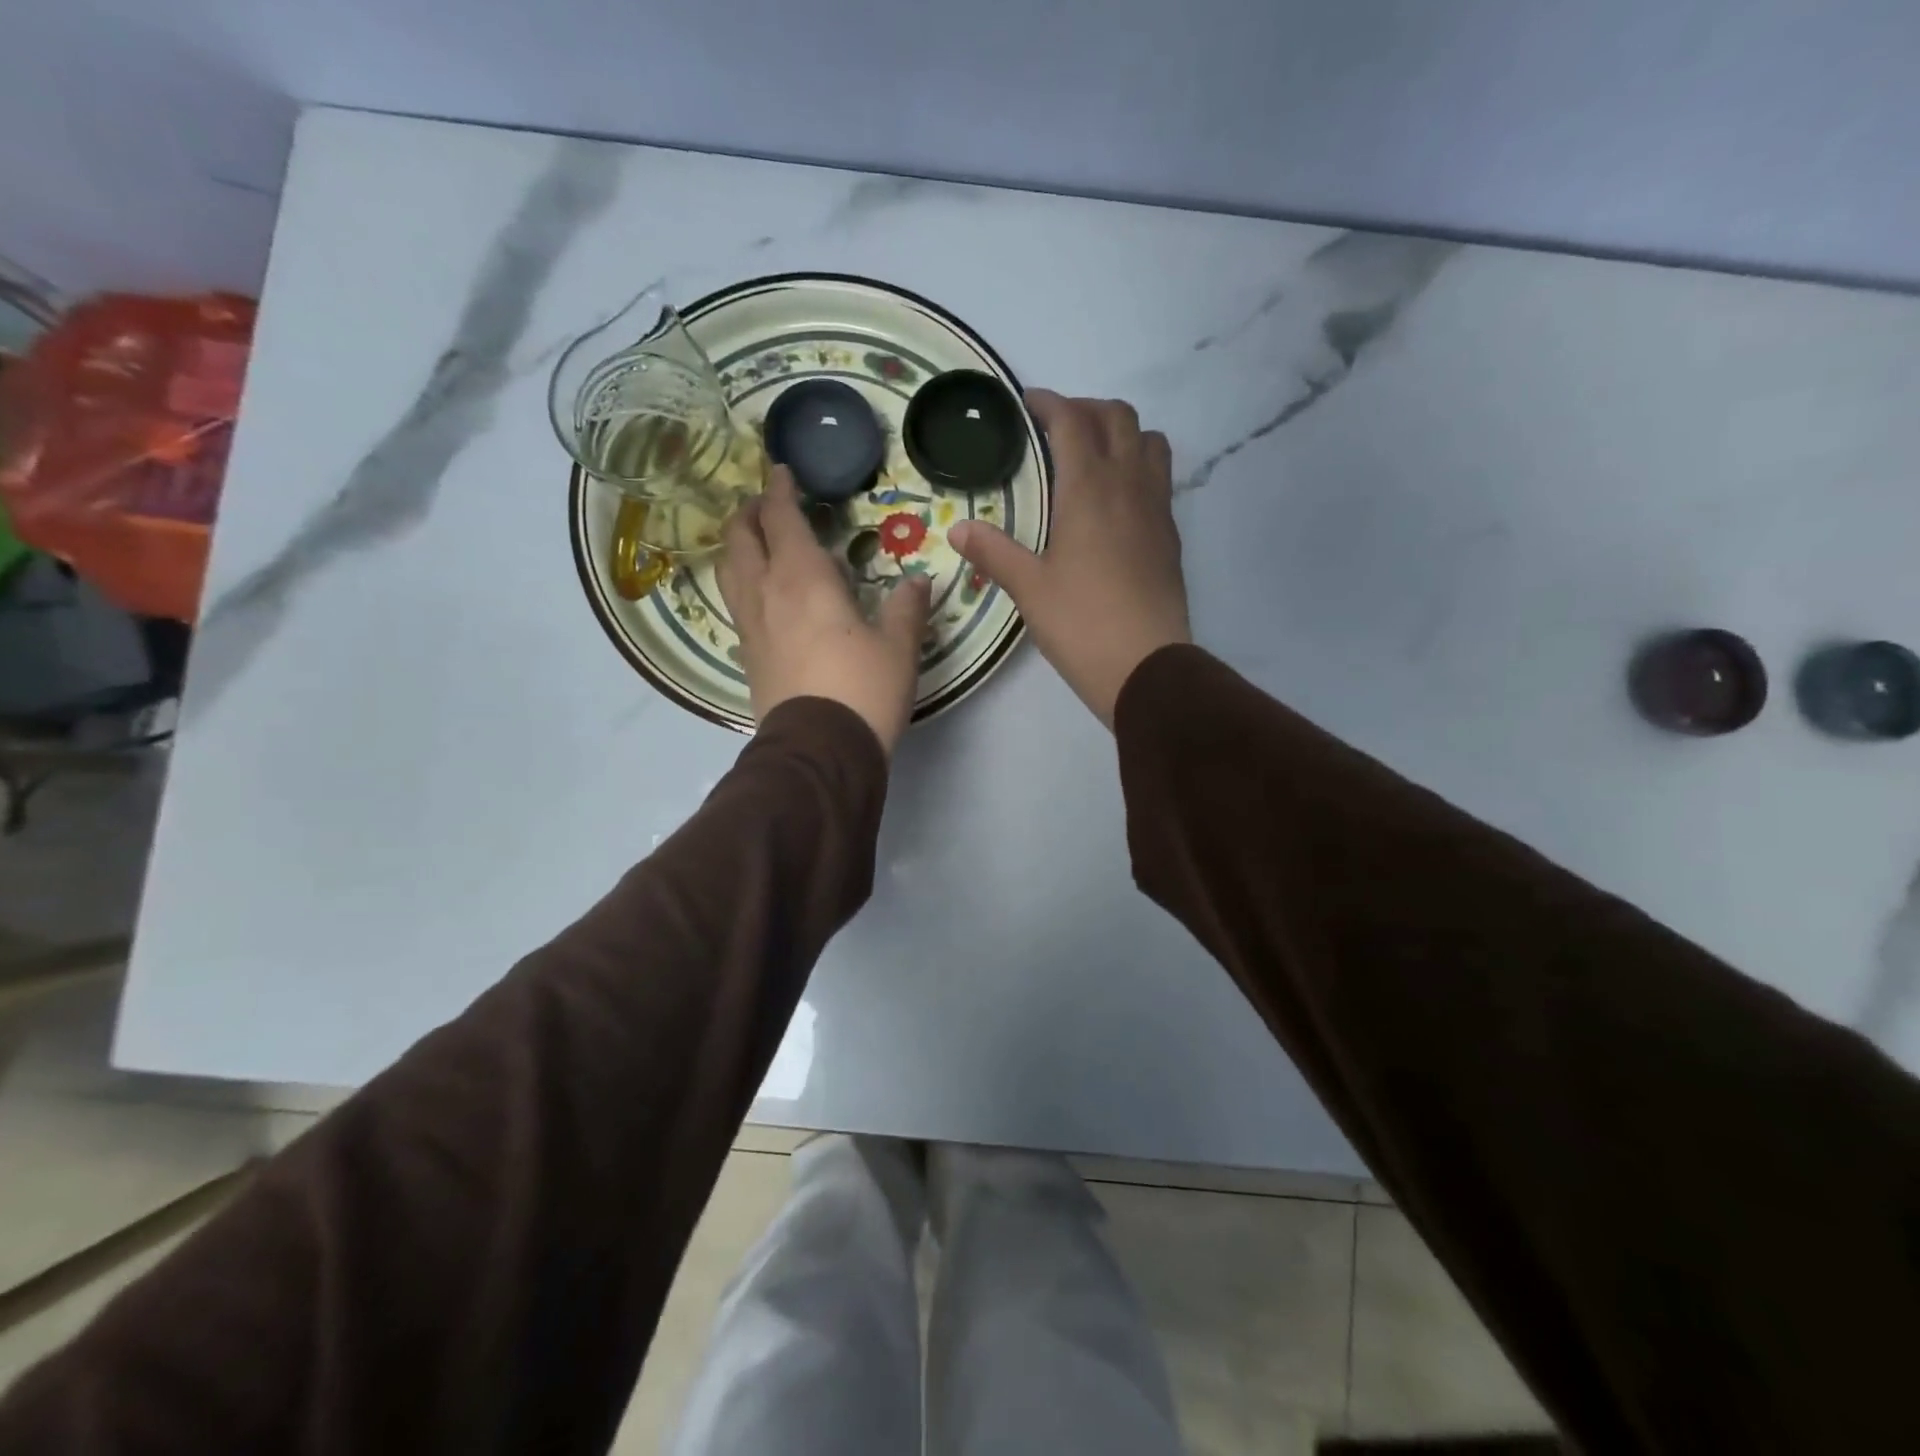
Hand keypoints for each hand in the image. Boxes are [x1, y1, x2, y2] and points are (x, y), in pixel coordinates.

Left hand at [718, 466, 931, 755]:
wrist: (821, 751)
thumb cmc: (864, 689)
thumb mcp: (898, 647)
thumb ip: (907, 608)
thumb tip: (920, 581)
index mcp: (803, 579)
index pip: (782, 519)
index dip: (779, 490)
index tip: (780, 471)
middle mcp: (766, 594)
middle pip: (741, 539)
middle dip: (750, 513)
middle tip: (766, 504)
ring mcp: (750, 627)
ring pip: (730, 571)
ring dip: (738, 547)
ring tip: (754, 542)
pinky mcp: (747, 658)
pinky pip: (737, 606)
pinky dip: (742, 585)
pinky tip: (759, 597)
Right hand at [949, 391, 1189, 727]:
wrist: (1146, 667)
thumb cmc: (1081, 624)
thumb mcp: (1029, 588)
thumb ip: (993, 552)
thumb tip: (958, 529)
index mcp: (1090, 489)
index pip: (1072, 421)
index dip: (1048, 403)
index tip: (1026, 405)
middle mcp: (1129, 485)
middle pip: (1118, 418)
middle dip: (1086, 410)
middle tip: (1055, 429)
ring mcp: (1157, 508)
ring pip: (1149, 441)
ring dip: (1121, 433)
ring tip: (1092, 456)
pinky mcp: (1170, 535)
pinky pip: (1159, 478)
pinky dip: (1137, 466)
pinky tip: (1114, 500)